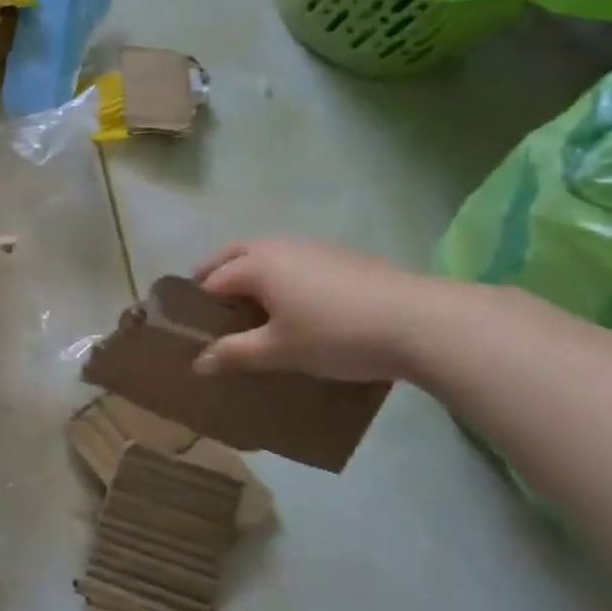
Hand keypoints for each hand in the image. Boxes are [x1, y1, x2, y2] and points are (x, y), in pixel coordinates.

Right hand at [190, 239, 435, 381]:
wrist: (421, 321)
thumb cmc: (336, 335)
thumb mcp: (279, 351)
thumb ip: (235, 354)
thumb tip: (198, 363)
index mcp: (257, 265)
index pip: (212, 281)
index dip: (197, 305)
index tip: (190, 328)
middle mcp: (279, 247)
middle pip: (233, 254)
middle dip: (215, 274)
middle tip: (208, 304)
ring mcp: (314, 248)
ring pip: (267, 254)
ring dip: (249, 273)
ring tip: (250, 306)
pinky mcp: (343, 258)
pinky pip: (294, 261)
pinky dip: (280, 276)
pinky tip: (295, 304)